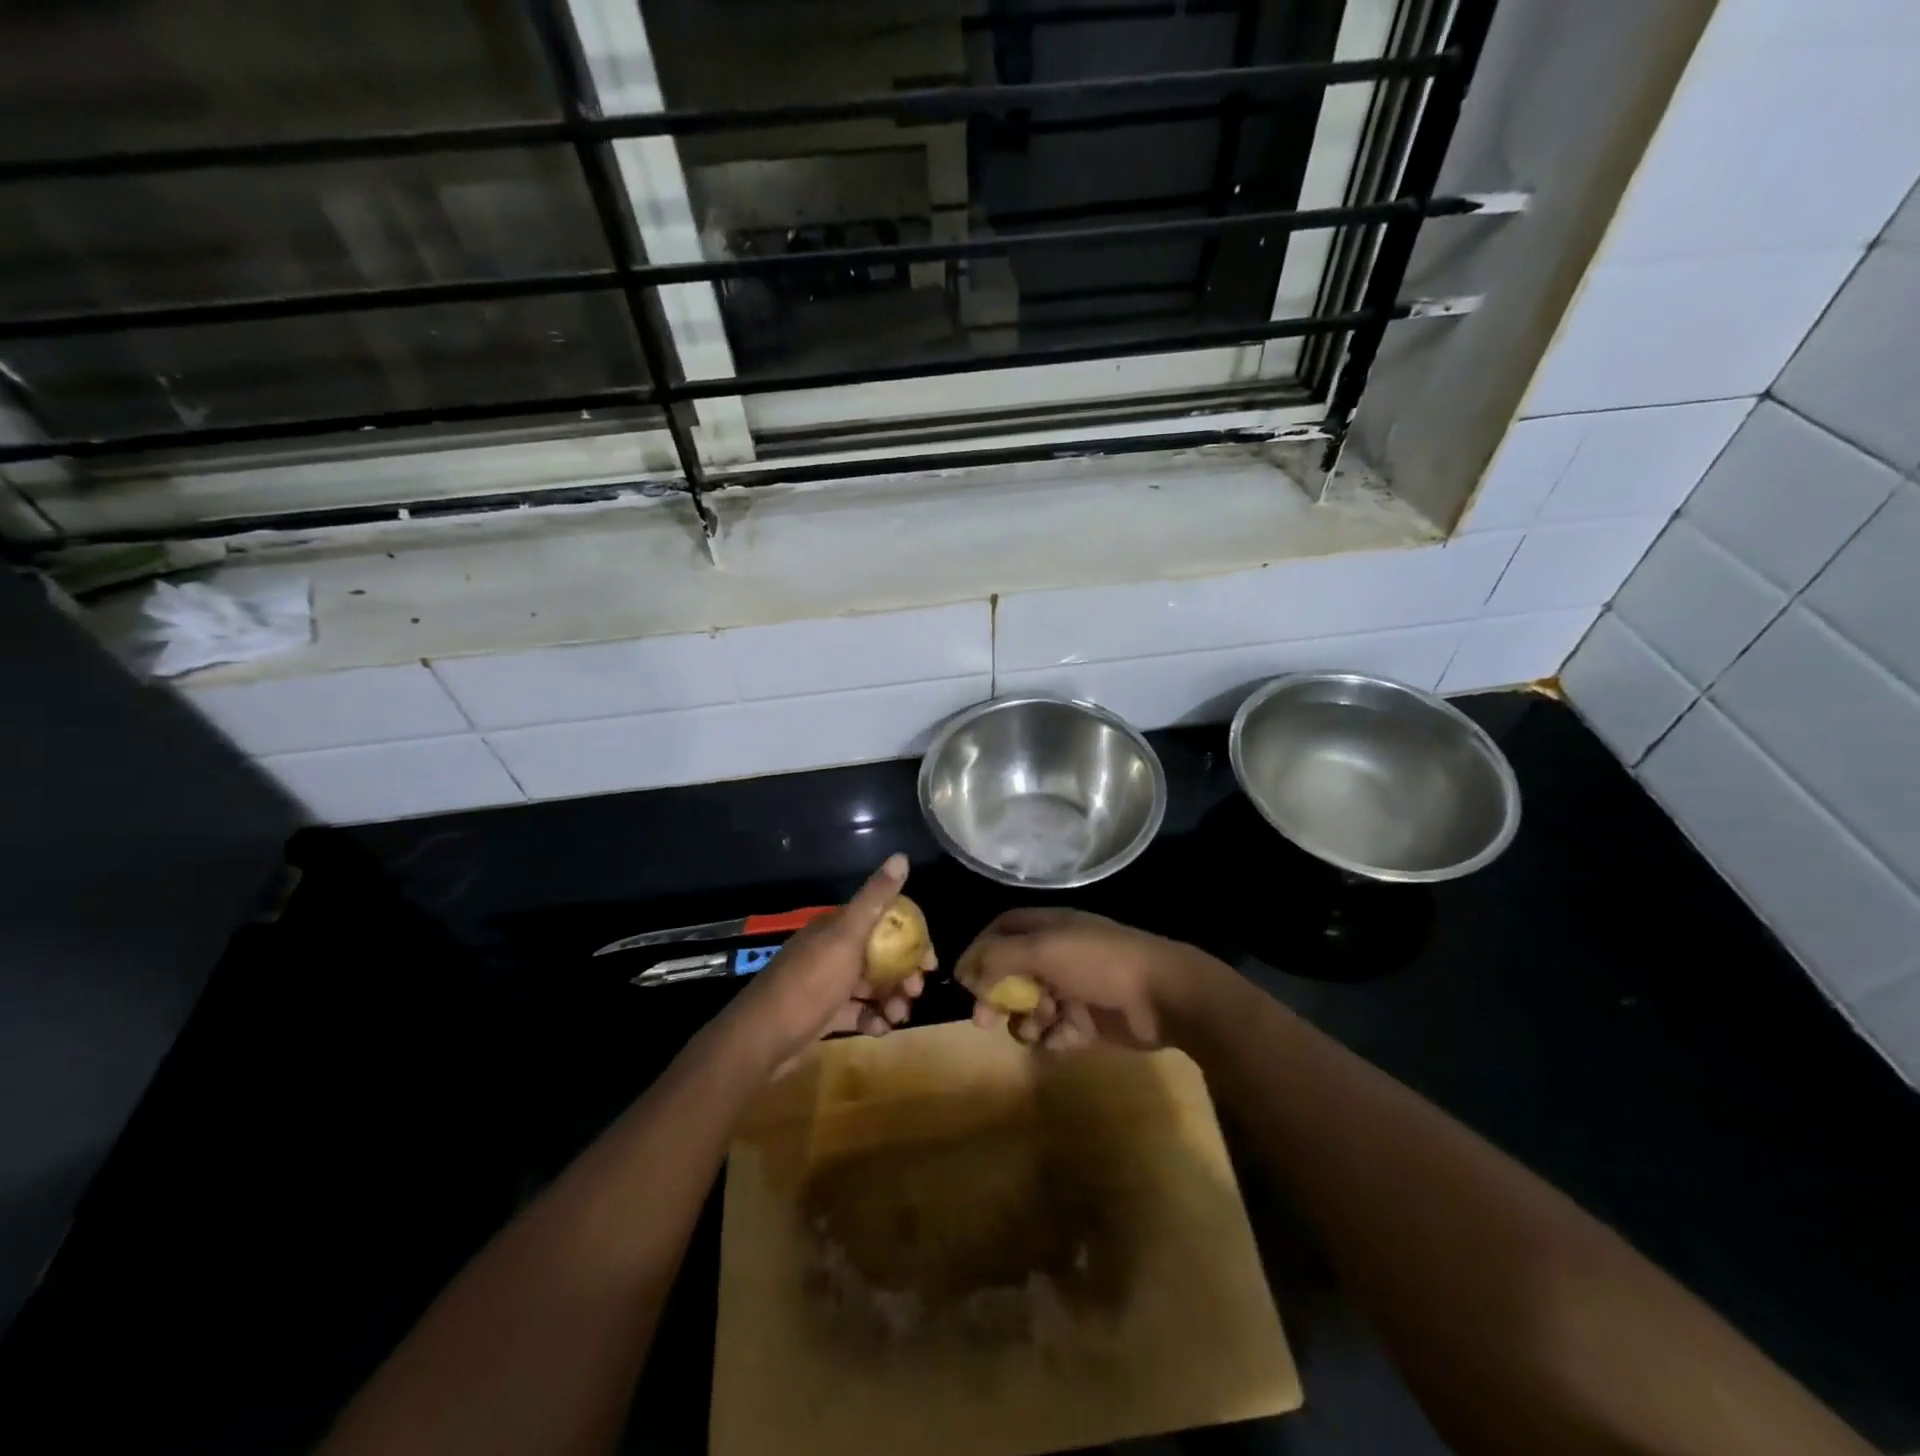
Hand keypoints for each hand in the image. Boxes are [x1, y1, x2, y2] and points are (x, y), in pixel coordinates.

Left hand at [726, 853, 932, 1072]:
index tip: (930, 960)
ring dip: (892, 999)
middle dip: (904, 973)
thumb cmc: (810, 981)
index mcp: (837, 928)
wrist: (763, 1037)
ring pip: (872, 986)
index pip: (884, 922)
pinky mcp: (825, 1014)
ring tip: (898, 1016)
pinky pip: (858, 1012)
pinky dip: (873, 1018)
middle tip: (917, 991)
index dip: (911, 938)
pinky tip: (880, 1029)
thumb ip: (875, 899)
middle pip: (881, 957)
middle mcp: (834, 951)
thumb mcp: (846, 936)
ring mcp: (829, 984)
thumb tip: (901, 855)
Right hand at [955, 908, 1220, 1052]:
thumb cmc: (1099, 962)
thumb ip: (1000, 957)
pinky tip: (1063, 1040)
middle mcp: (1058, 954)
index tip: (962, 979)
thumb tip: (965, 970)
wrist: (1163, 995)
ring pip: (1031, 1007)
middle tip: (984, 1020)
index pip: (1002, 930)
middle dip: (996, 995)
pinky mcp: (1089, 1021)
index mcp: (1048, 927)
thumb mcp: (1044, 950)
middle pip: (1012, 973)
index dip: (980, 951)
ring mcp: (1074, 988)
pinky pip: (1056, 1032)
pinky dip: (1054, 1038)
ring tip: (1038, 1027)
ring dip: (1026, 1020)